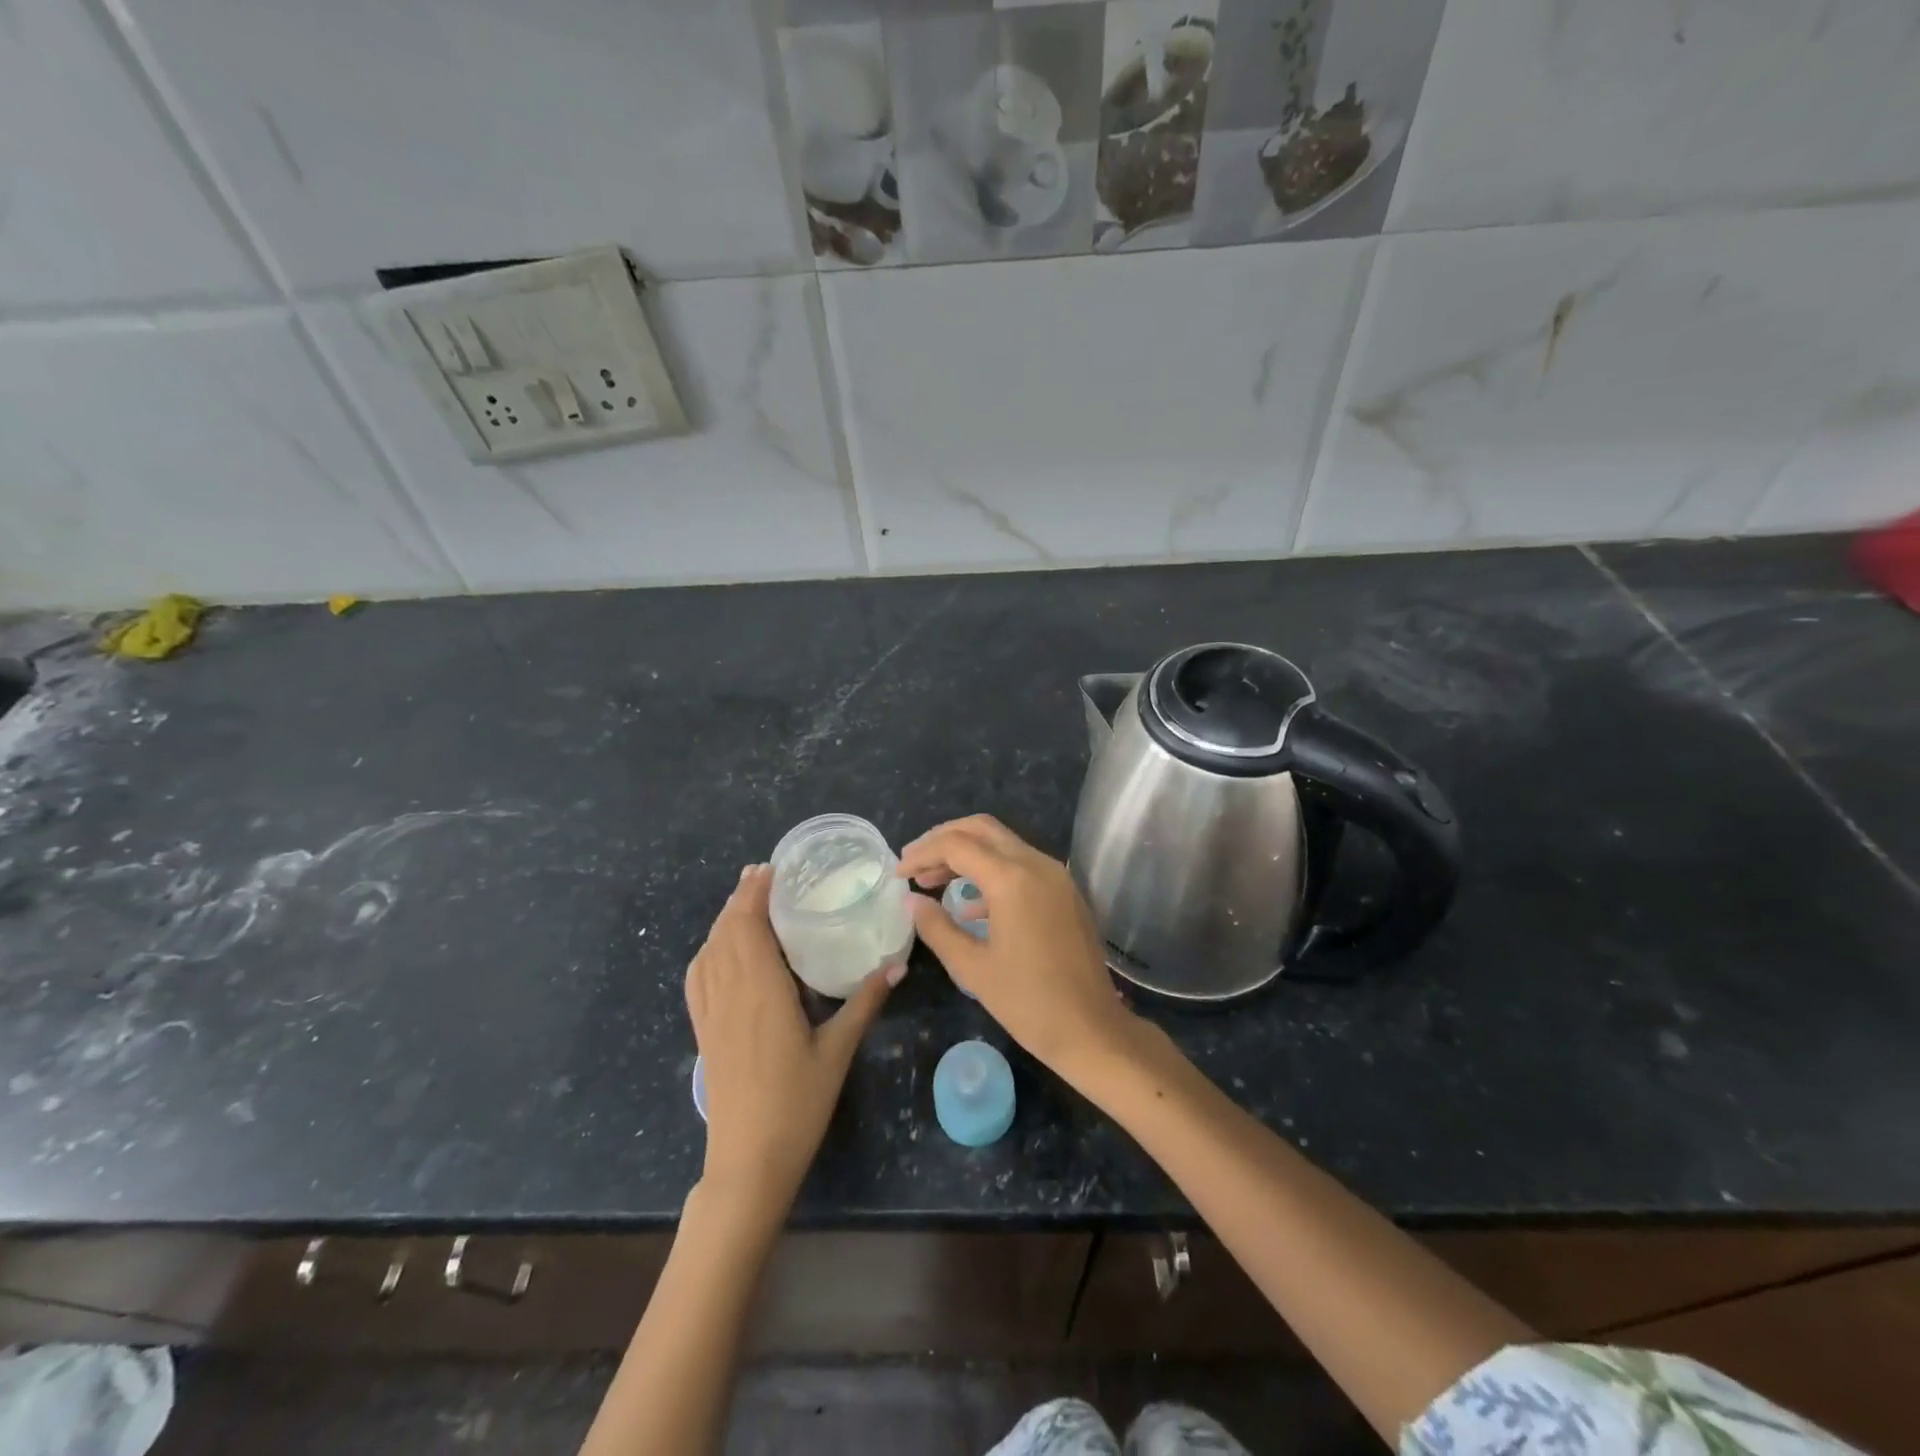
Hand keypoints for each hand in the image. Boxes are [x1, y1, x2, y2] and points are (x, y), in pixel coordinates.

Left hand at [686, 865, 899, 1210]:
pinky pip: (698, 977)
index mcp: (761, 990)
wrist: (747, 1161)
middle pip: (726, 931)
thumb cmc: (797, 1104)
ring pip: (709, 951)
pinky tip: (719, 950)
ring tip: (745, 901)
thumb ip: (865, 1002)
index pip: (749, 926)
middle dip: (741, 898)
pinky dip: (707, 950)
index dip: (755, 893)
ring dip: (724, 919)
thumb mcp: (838, 1050)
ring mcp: (711, 1013)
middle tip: (763, 875)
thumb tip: (897, 964)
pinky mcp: (704, 1031)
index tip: (769, 868)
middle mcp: (730, 992)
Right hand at [898, 816, 1133, 1070]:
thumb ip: (937, 928)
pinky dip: (991, 871)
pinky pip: (1021, 864)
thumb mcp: (972, 968)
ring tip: (932, 881)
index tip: (898, 873)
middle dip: (943, 840)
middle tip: (914, 863)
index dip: (922, 853)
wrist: (1092, 1029)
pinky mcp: (1064, 891)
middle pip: (981, 829)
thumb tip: (911, 901)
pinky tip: (969, 905)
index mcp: (1012, 879)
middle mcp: (1036, 864)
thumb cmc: (1029, 1003)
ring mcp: (1055, 875)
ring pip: (1002, 843)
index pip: (957, 845)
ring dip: (966, 854)